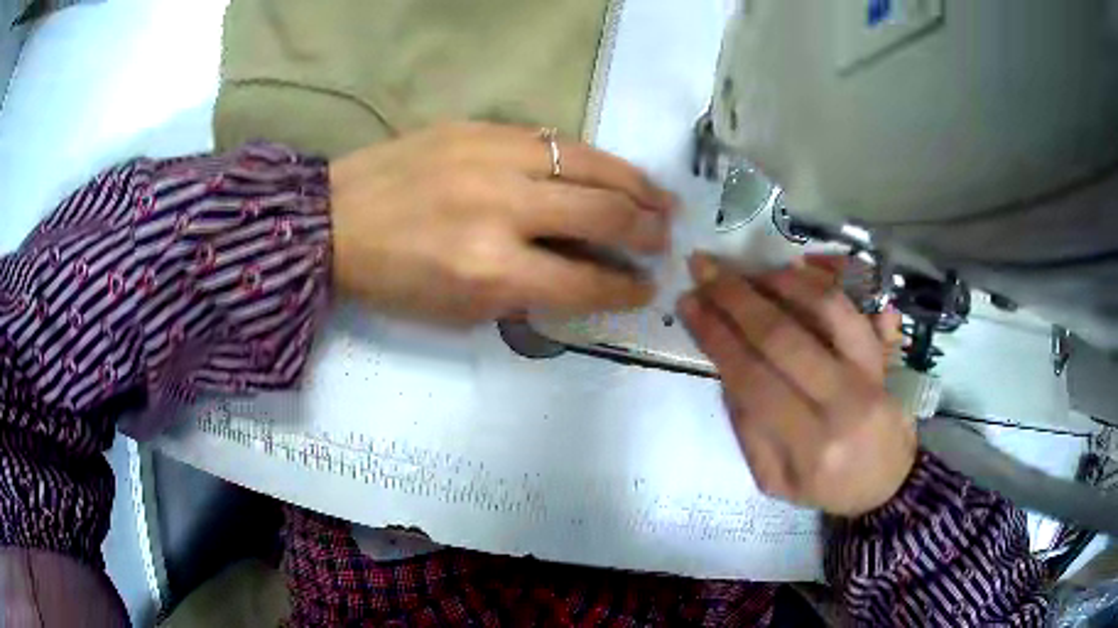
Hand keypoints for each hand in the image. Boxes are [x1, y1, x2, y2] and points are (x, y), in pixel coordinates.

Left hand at [328, 123, 675, 324]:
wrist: (333, 220)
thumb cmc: (392, 280)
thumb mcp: (459, 311)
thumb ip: (528, 294)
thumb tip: (585, 276)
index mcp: (491, 269)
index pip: (587, 280)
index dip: (627, 288)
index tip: (649, 288)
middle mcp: (502, 208)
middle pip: (604, 213)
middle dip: (647, 231)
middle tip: (667, 239)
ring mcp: (492, 157)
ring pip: (591, 164)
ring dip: (638, 185)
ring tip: (663, 200)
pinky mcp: (481, 127)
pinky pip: (555, 139)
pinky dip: (593, 159)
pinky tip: (610, 171)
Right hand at [679, 254, 915, 516]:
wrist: (888, 485)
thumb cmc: (826, 488)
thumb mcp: (774, 480)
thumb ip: (748, 428)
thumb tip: (727, 367)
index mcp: (808, 447)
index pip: (753, 379)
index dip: (716, 335)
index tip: (689, 302)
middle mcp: (842, 405)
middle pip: (783, 338)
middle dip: (736, 298)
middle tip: (704, 268)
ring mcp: (869, 376)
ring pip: (825, 312)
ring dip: (778, 283)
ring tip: (747, 273)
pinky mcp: (884, 358)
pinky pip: (853, 310)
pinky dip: (820, 284)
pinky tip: (793, 272)